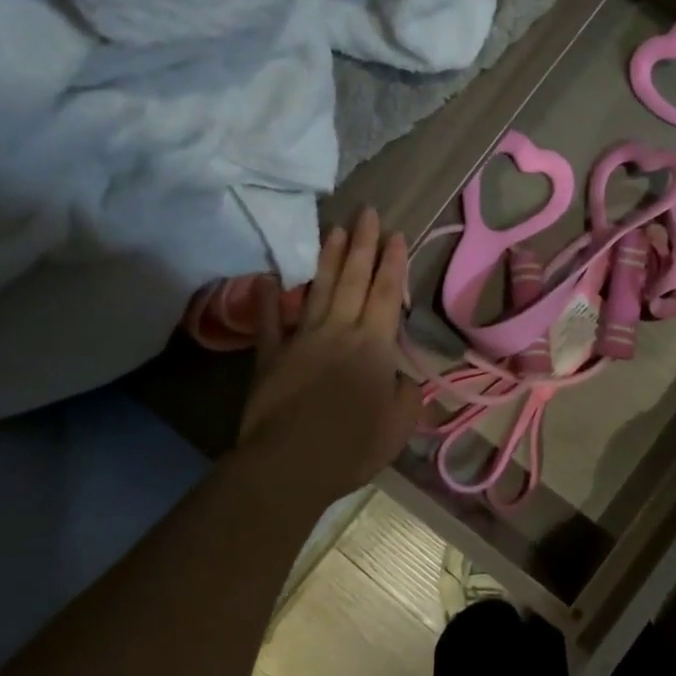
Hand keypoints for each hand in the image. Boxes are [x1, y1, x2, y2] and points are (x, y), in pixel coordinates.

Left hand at [236, 207, 421, 508]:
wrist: (291, 463)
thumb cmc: (354, 444)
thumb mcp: (400, 424)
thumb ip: (406, 394)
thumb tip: (401, 378)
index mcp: (374, 345)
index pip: (386, 293)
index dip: (393, 263)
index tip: (395, 234)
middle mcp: (340, 330)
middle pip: (354, 279)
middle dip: (363, 244)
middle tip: (367, 212)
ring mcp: (302, 339)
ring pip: (318, 289)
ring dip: (328, 258)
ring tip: (334, 229)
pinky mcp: (271, 356)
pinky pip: (270, 322)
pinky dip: (269, 299)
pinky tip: (269, 277)